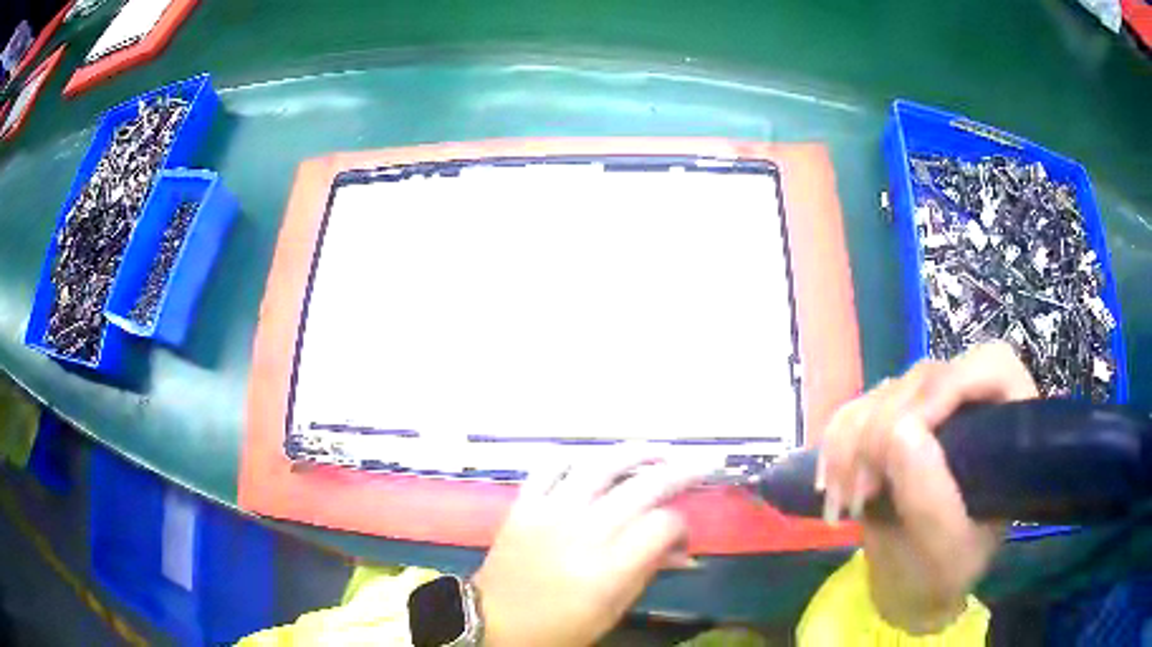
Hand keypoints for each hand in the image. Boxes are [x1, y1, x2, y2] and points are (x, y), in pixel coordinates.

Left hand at [473, 454, 702, 646]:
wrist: (495, 624)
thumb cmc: (560, 628)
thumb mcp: (612, 610)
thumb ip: (648, 572)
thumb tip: (684, 551)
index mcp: (609, 568)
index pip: (662, 526)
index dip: (682, 526)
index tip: (683, 536)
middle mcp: (583, 532)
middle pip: (642, 488)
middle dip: (677, 473)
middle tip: (698, 465)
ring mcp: (550, 513)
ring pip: (599, 466)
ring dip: (633, 453)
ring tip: (655, 451)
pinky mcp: (522, 506)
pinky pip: (548, 467)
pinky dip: (572, 456)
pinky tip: (591, 458)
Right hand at [818, 342, 1037, 633]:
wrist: (912, 585)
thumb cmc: (943, 574)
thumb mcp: (946, 551)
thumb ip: (932, 500)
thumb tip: (899, 431)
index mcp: (1008, 427)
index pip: (990, 367)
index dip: (948, 387)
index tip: (901, 439)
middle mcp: (971, 405)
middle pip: (927, 378)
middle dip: (883, 432)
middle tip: (862, 494)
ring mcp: (929, 410)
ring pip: (885, 391)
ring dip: (852, 445)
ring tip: (844, 503)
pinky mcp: (893, 422)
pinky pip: (856, 408)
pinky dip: (834, 445)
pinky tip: (831, 485)